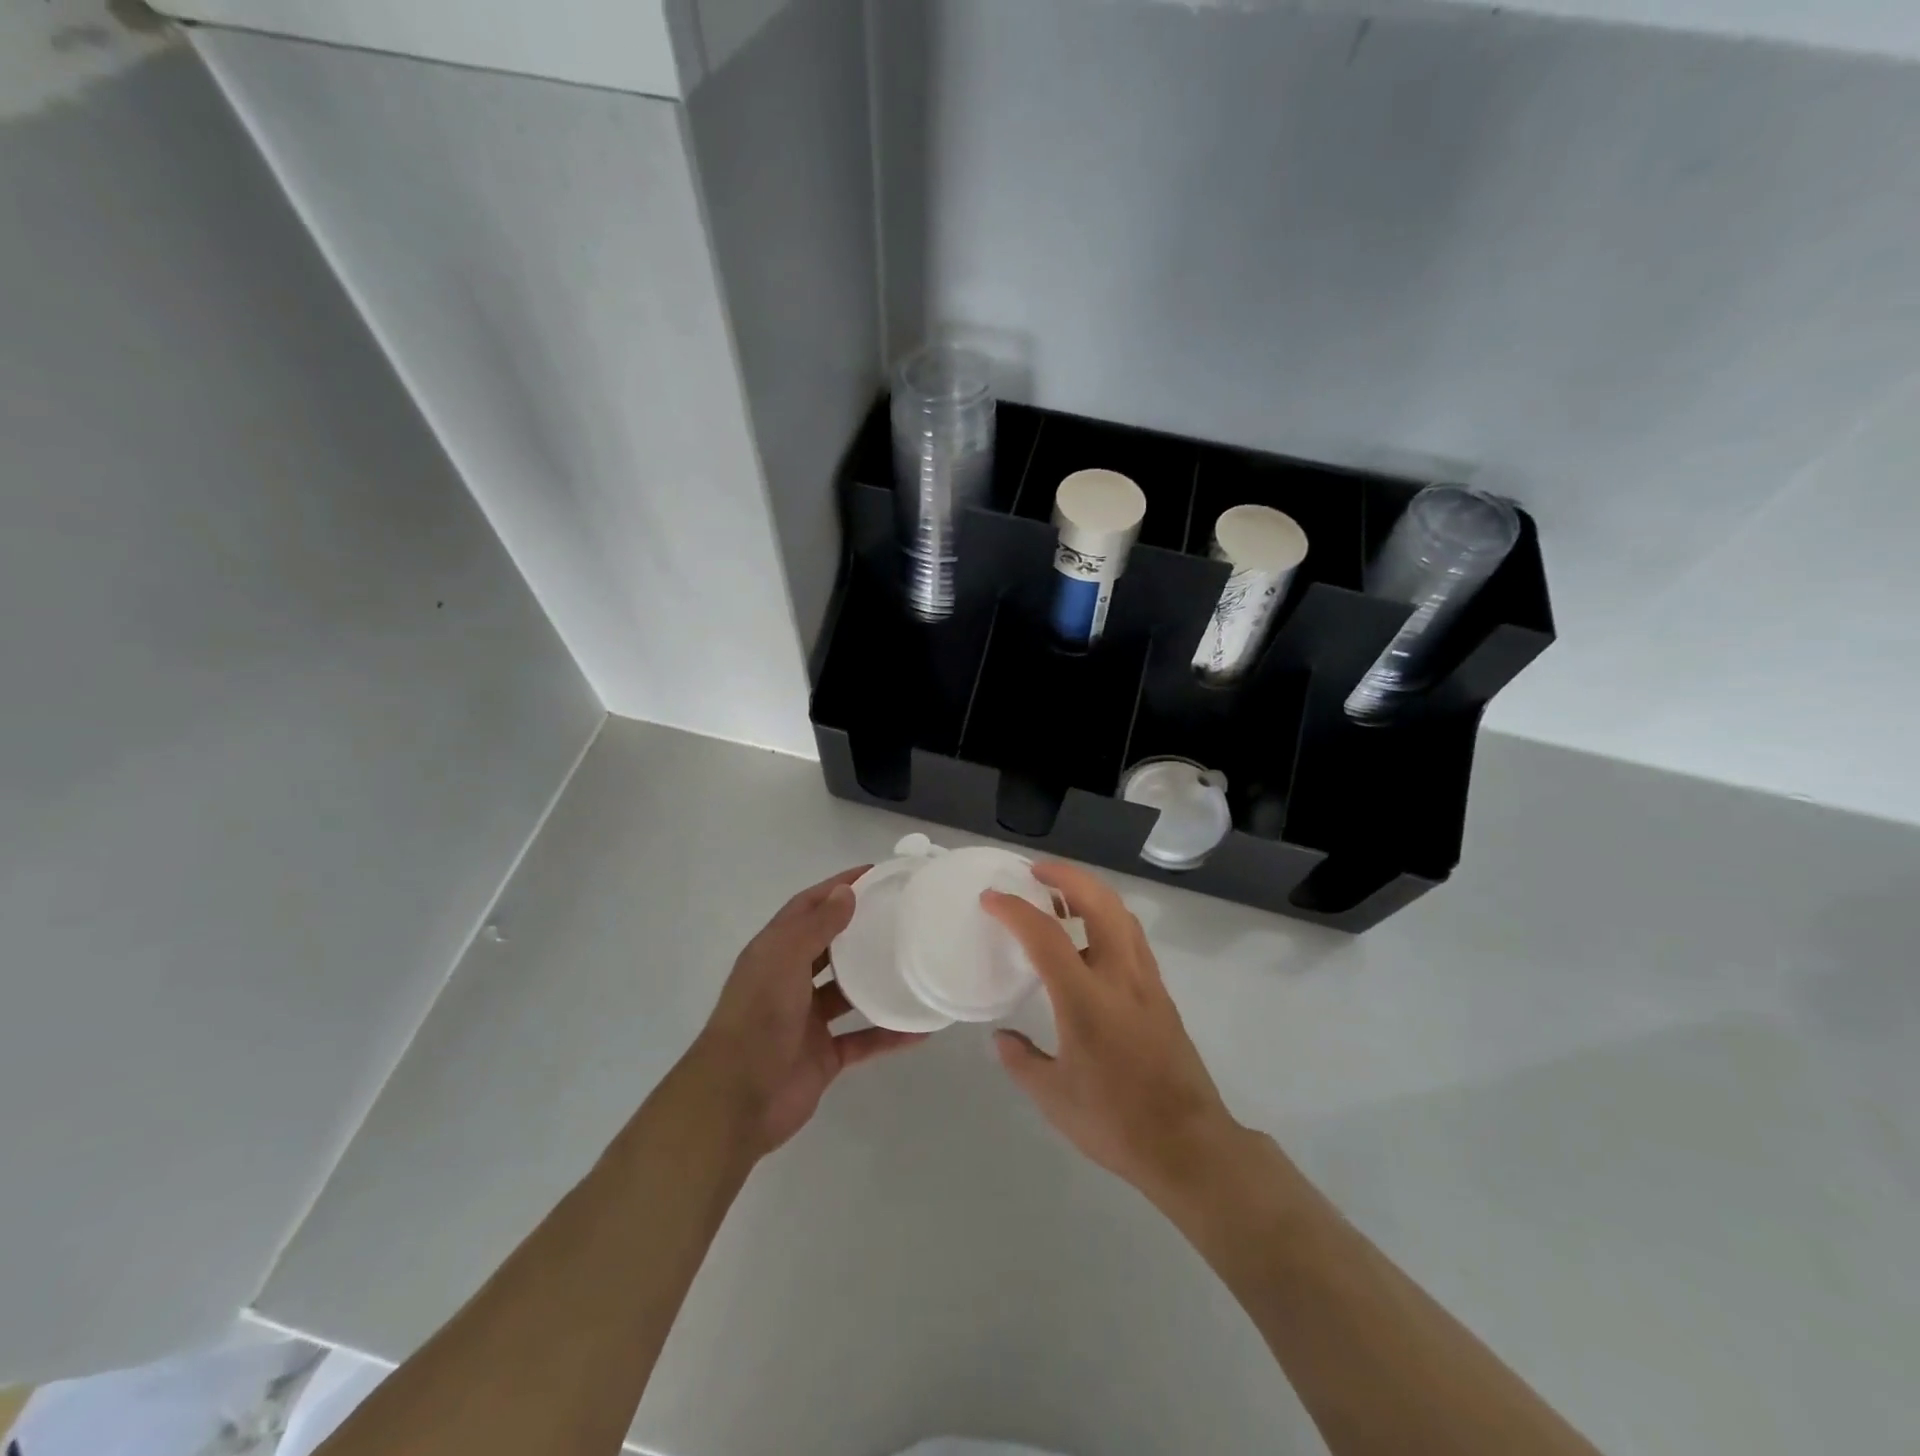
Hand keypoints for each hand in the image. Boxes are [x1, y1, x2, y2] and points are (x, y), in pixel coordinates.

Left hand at [690, 866, 925, 1157]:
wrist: (736, 1101)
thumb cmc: (758, 1019)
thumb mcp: (784, 961)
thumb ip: (816, 927)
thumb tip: (846, 891)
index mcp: (774, 953)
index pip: (807, 907)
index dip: (837, 887)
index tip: (875, 873)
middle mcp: (789, 981)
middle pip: (829, 947)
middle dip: (859, 929)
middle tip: (902, 915)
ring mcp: (807, 1020)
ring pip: (848, 993)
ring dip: (876, 980)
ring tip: (915, 963)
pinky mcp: (823, 1056)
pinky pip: (863, 1039)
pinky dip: (888, 1034)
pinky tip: (921, 1027)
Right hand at [983, 862, 1241, 1199]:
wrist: (1188, 1144)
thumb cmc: (1115, 1121)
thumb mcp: (1054, 1097)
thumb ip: (1022, 1060)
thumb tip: (1002, 1037)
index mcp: (1087, 998)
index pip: (1046, 936)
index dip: (1015, 910)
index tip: (991, 898)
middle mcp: (1120, 976)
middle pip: (1099, 902)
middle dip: (1066, 876)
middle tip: (1036, 873)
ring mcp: (1147, 982)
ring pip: (1122, 915)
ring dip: (1091, 892)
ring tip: (1061, 896)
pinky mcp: (1161, 994)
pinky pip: (1133, 937)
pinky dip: (1109, 918)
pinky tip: (1091, 938)